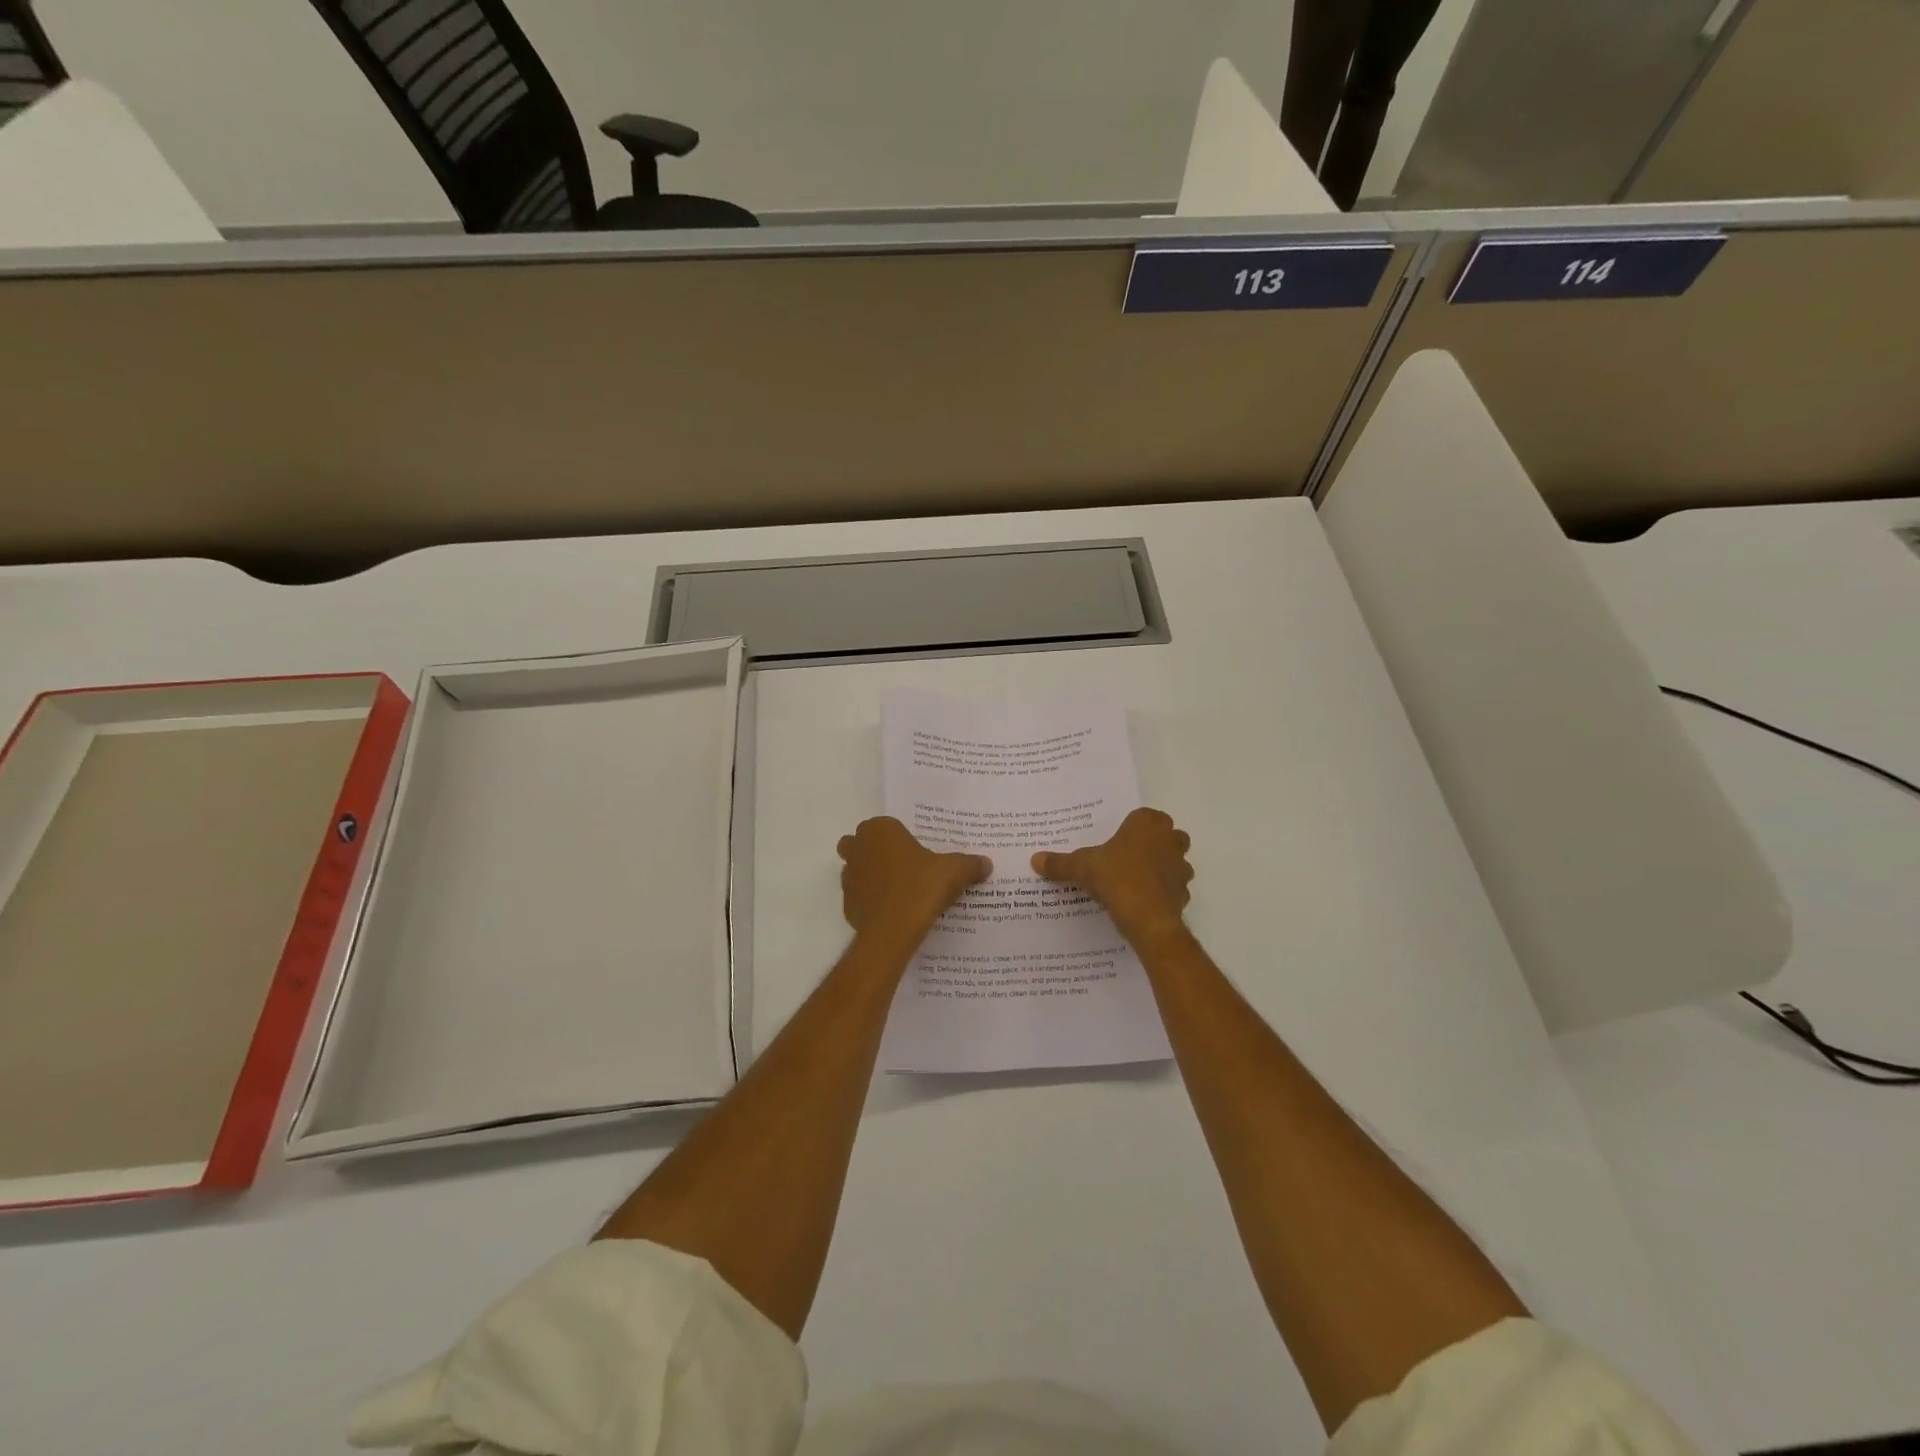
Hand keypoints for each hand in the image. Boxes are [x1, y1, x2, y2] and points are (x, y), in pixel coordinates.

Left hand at [838, 817, 991, 943]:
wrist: (893, 930)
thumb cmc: (921, 887)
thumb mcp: (954, 872)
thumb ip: (970, 864)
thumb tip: (986, 863)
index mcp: (881, 830)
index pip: (884, 825)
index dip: (897, 837)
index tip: (914, 850)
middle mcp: (858, 848)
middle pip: (860, 844)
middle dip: (874, 851)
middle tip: (902, 866)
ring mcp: (848, 877)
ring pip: (856, 870)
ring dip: (870, 876)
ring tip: (899, 890)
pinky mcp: (847, 904)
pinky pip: (859, 897)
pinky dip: (870, 901)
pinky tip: (892, 911)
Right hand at [1032, 807, 1192, 945]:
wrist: (1146, 918)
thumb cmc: (1116, 878)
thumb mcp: (1081, 867)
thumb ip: (1060, 863)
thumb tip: (1035, 860)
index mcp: (1147, 823)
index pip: (1144, 816)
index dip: (1132, 827)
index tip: (1117, 840)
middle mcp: (1170, 839)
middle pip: (1167, 835)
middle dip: (1154, 844)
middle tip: (1128, 857)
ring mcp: (1181, 866)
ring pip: (1175, 861)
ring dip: (1162, 868)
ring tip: (1136, 881)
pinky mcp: (1184, 892)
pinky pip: (1174, 888)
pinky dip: (1163, 892)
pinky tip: (1144, 902)